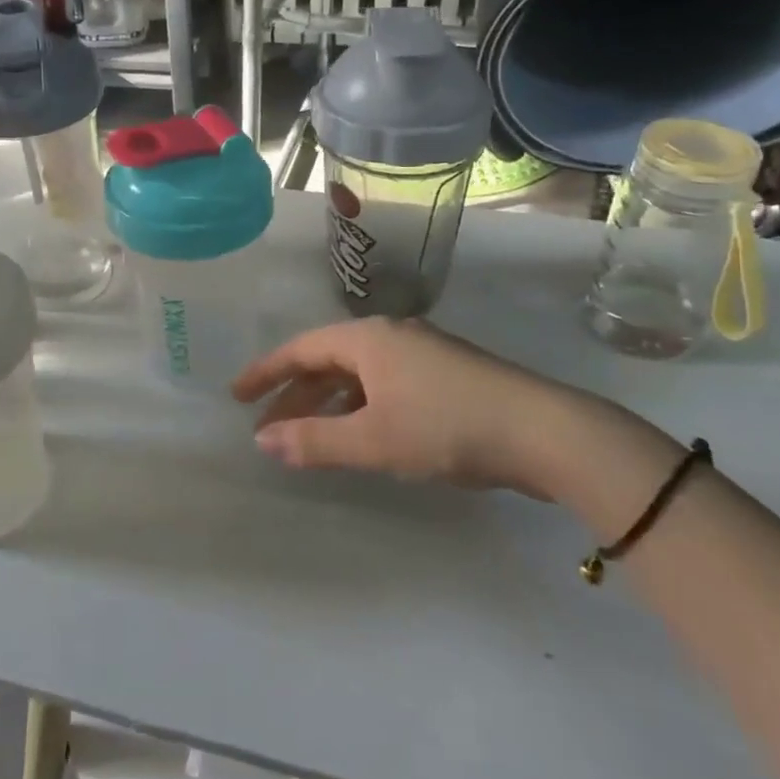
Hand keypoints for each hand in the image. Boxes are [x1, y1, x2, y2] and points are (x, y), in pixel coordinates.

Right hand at [232, 317, 623, 495]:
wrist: (542, 430)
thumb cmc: (446, 426)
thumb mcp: (373, 438)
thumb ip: (315, 441)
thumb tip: (264, 441)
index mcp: (368, 339)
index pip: (301, 349)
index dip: (266, 372)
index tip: (237, 395)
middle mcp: (390, 337)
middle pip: (327, 360)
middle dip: (293, 393)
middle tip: (265, 426)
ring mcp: (421, 355)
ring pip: (357, 376)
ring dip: (326, 404)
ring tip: (304, 436)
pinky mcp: (445, 377)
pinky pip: (383, 386)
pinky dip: (358, 408)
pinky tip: (359, 434)